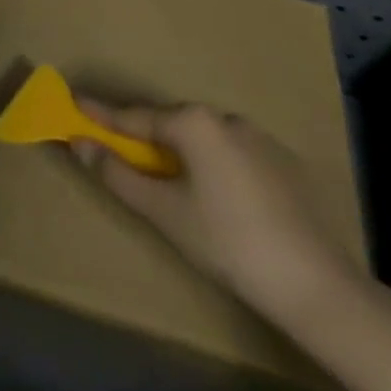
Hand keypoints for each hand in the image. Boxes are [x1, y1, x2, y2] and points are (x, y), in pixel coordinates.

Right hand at [72, 99, 365, 323]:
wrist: (318, 286)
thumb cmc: (227, 242)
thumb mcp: (163, 211)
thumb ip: (117, 173)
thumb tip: (80, 143)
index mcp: (194, 122)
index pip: (133, 116)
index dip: (100, 115)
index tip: (72, 104)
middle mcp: (225, 117)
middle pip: (169, 124)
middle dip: (141, 136)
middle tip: (117, 152)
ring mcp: (259, 138)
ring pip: (202, 139)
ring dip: (178, 152)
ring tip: (167, 181)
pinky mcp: (284, 163)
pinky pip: (230, 154)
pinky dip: (211, 165)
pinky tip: (215, 198)